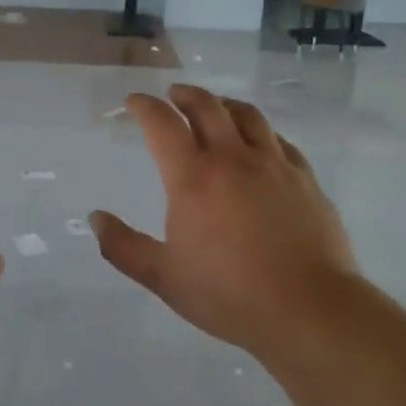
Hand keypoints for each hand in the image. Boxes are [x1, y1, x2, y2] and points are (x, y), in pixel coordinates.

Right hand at [91, 86, 357, 359]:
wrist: (309, 310)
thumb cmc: (229, 294)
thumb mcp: (164, 278)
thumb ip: (123, 247)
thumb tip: (96, 218)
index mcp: (193, 177)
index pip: (162, 123)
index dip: (144, 106)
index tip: (134, 101)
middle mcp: (232, 158)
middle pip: (206, 106)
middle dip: (184, 95)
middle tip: (173, 96)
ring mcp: (273, 164)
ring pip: (247, 115)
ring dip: (224, 104)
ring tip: (216, 108)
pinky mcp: (304, 178)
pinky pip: (280, 141)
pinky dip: (261, 132)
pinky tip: (260, 144)